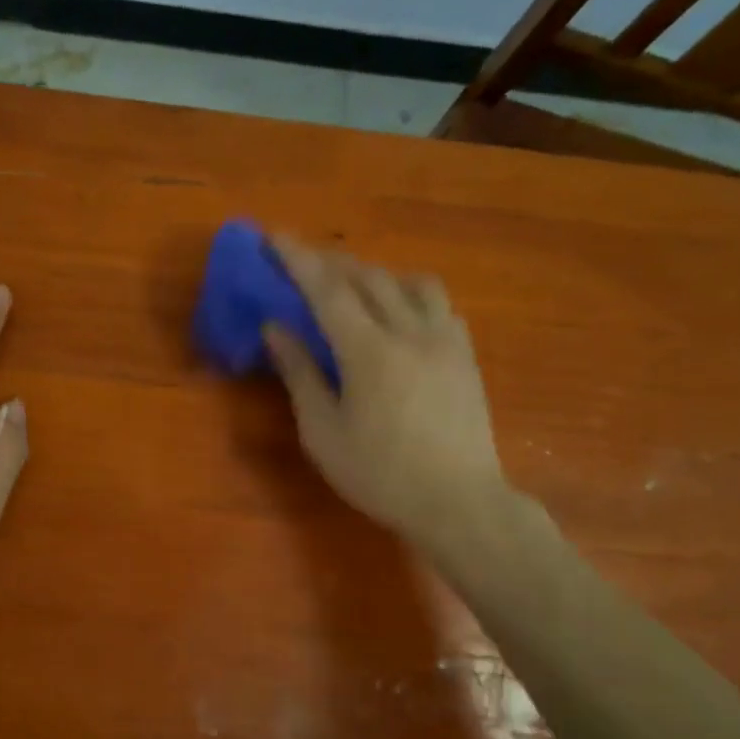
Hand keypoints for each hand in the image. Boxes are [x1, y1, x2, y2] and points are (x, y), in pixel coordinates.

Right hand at [264, 236, 508, 545]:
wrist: (458, 502)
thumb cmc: (379, 474)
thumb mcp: (323, 432)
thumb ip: (299, 373)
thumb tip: (275, 328)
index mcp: (368, 351)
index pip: (327, 290)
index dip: (297, 259)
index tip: (273, 236)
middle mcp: (410, 332)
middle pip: (368, 277)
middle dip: (331, 262)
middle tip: (303, 261)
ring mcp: (445, 340)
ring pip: (410, 282)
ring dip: (375, 273)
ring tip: (354, 284)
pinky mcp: (465, 355)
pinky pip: (439, 304)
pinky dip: (410, 294)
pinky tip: (400, 312)